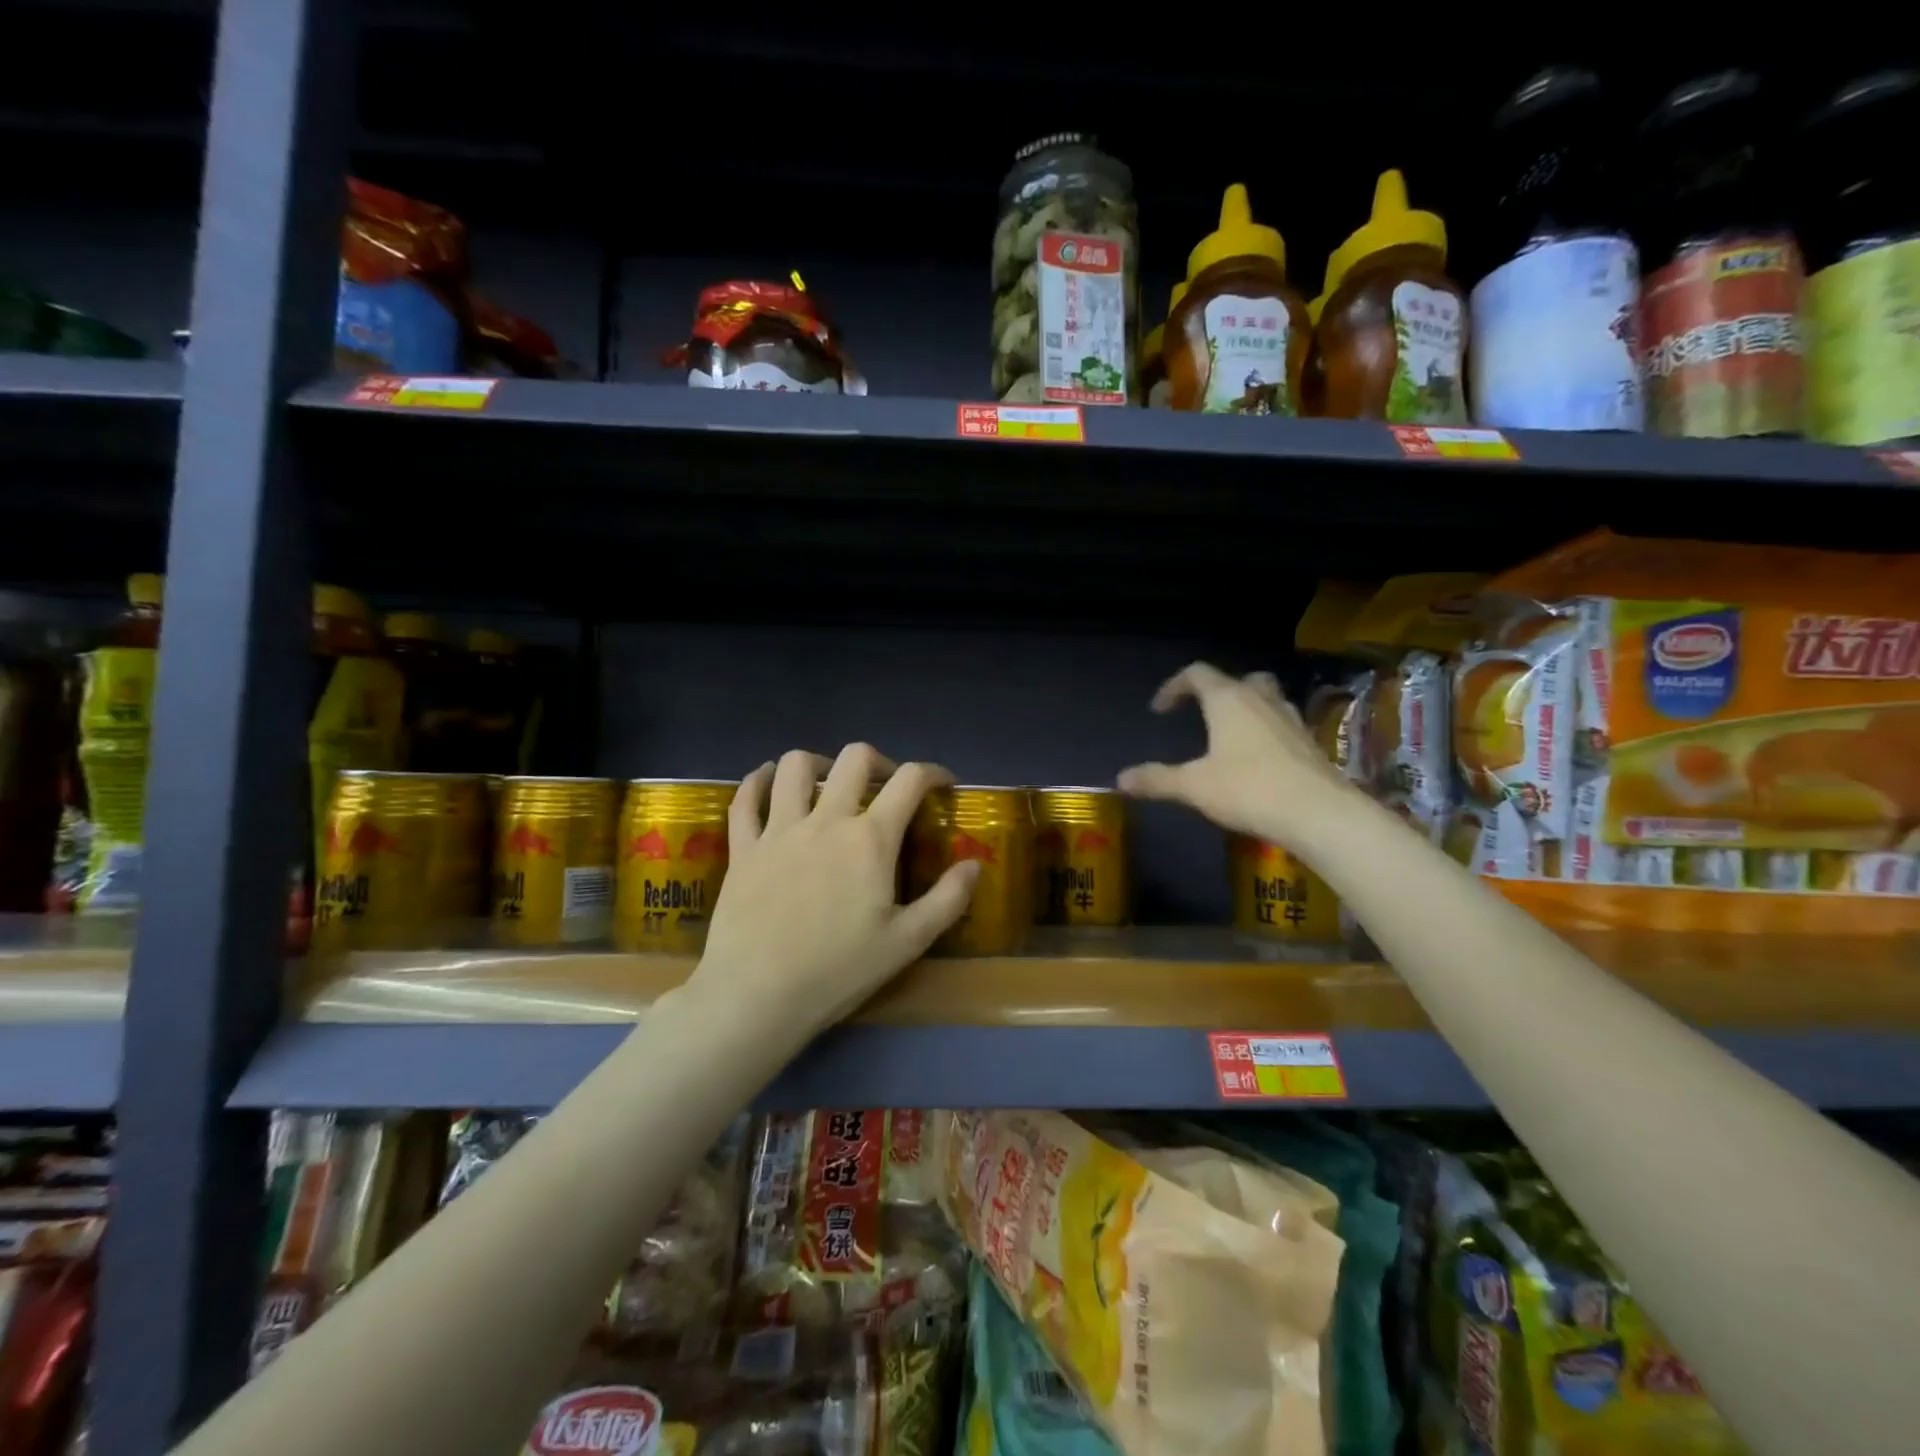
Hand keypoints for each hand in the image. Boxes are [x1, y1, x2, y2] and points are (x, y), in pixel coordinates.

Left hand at [693, 744, 978, 1042]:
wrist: (757, 995)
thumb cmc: (838, 971)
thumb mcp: (908, 942)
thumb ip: (948, 899)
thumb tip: (974, 864)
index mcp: (870, 839)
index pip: (909, 780)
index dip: (933, 772)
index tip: (942, 784)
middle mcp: (826, 820)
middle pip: (854, 758)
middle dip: (878, 761)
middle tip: (885, 787)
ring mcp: (779, 830)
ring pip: (795, 766)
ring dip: (819, 763)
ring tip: (828, 782)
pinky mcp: (743, 848)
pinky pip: (746, 798)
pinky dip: (757, 782)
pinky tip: (767, 782)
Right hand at [1117, 662, 1357, 852]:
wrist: (1317, 813)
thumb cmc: (1248, 789)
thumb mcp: (1193, 786)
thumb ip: (1157, 779)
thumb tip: (1121, 779)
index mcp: (1228, 700)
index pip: (1197, 674)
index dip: (1174, 687)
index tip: (1159, 710)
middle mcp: (1261, 699)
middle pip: (1239, 679)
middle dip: (1218, 691)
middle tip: (1203, 714)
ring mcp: (1290, 719)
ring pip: (1267, 698)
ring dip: (1247, 707)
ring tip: (1231, 734)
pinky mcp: (1309, 742)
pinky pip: (1283, 723)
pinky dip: (1267, 730)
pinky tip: (1259, 757)